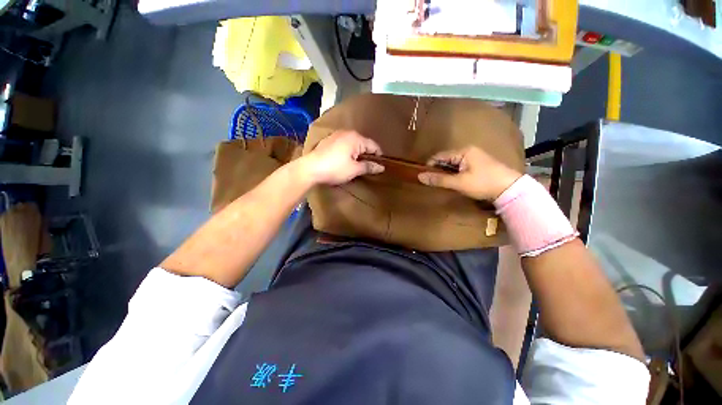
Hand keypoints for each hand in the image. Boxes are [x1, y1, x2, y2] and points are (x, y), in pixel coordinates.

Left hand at [302, 130, 384, 185]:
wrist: (310, 169)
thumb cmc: (335, 169)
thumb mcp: (354, 170)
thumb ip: (369, 167)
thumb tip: (381, 167)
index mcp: (356, 138)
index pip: (374, 146)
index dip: (379, 156)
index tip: (379, 166)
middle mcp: (347, 133)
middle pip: (363, 143)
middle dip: (367, 154)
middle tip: (368, 167)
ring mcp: (336, 135)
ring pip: (353, 143)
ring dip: (357, 153)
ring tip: (357, 164)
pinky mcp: (329, 140)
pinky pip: (344, 144)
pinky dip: (348, 151)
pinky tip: (345, 160)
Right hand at [418, 146, 521, 200]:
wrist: (510, 189)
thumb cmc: (483, 183)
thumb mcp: (459, 182)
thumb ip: (439, 179)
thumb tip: (420, 176)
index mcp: (463, 151)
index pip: (440, 156)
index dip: (430, 166)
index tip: (424, 177)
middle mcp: (468, 151)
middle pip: (446, 159)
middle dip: (438, 170)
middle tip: (432, 182)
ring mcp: (474, 157)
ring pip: (453, 164)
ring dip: (446, 173)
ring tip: (441, 183)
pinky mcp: (478, 164)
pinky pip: (460, 167)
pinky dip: (454, 174)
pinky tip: (453, 182)